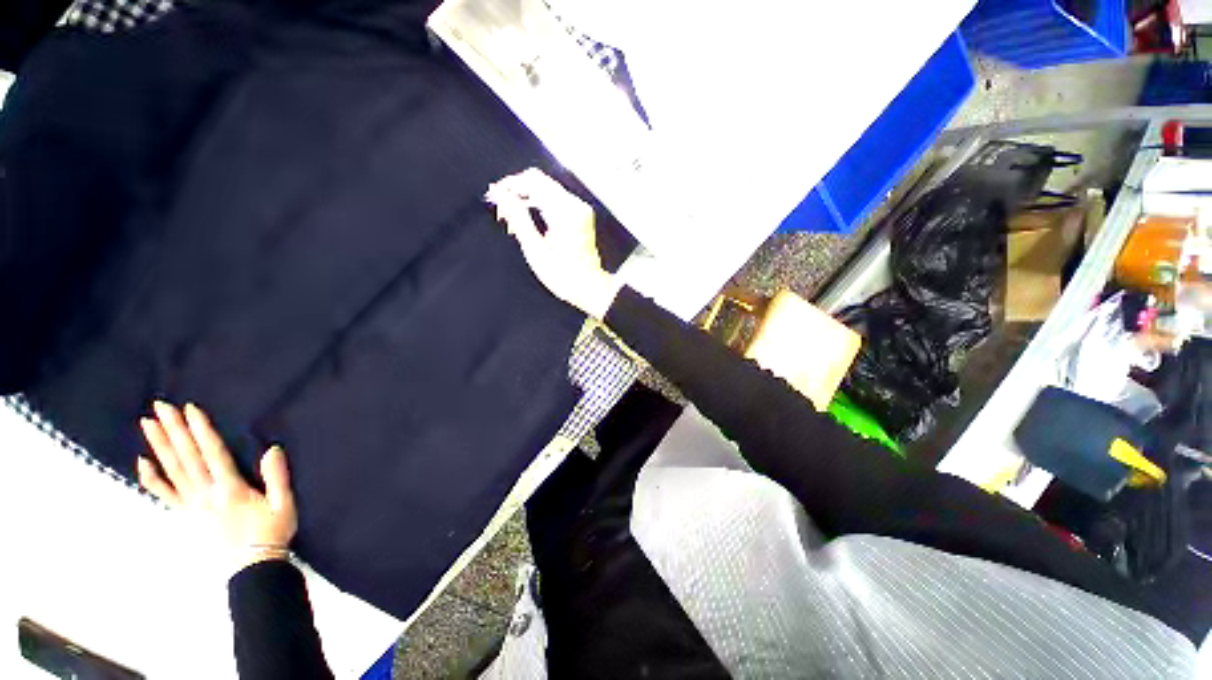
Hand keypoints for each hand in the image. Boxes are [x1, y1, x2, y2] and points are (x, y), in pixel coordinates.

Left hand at [137, 401, 297, 569]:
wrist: (251, 567)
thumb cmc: (271, 532)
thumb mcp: (284, 504)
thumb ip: (277, 477)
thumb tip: (273, 448)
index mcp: (230, 488)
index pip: (212, 454)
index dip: (201, 431)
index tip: (190, 409)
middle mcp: (206, 493)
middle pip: (186, 458)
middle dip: (173, 431)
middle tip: (159, 407)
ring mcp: (192, 505)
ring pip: (172, 471)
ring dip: (159, 446)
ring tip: (147, 424)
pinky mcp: (186, 514)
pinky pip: (164, 494)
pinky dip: (152, 478)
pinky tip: (142, 463)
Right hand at [487, 168, 621, 318]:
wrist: (589, 286)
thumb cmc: (565, 276)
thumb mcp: (535, 250)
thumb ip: (517, 218)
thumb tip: (499, 194)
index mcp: (564, 212)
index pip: (532, 180)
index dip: (509, 185)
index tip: (494, 197)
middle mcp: (575, 205)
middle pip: (538, 180)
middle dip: (515, 191)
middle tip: (501, 212)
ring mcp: (580, 208)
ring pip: (545, 187)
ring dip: (525, 198)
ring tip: (512, 221)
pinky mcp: (580, 214)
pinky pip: (554, 198)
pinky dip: (537, 204)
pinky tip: (528, 221)